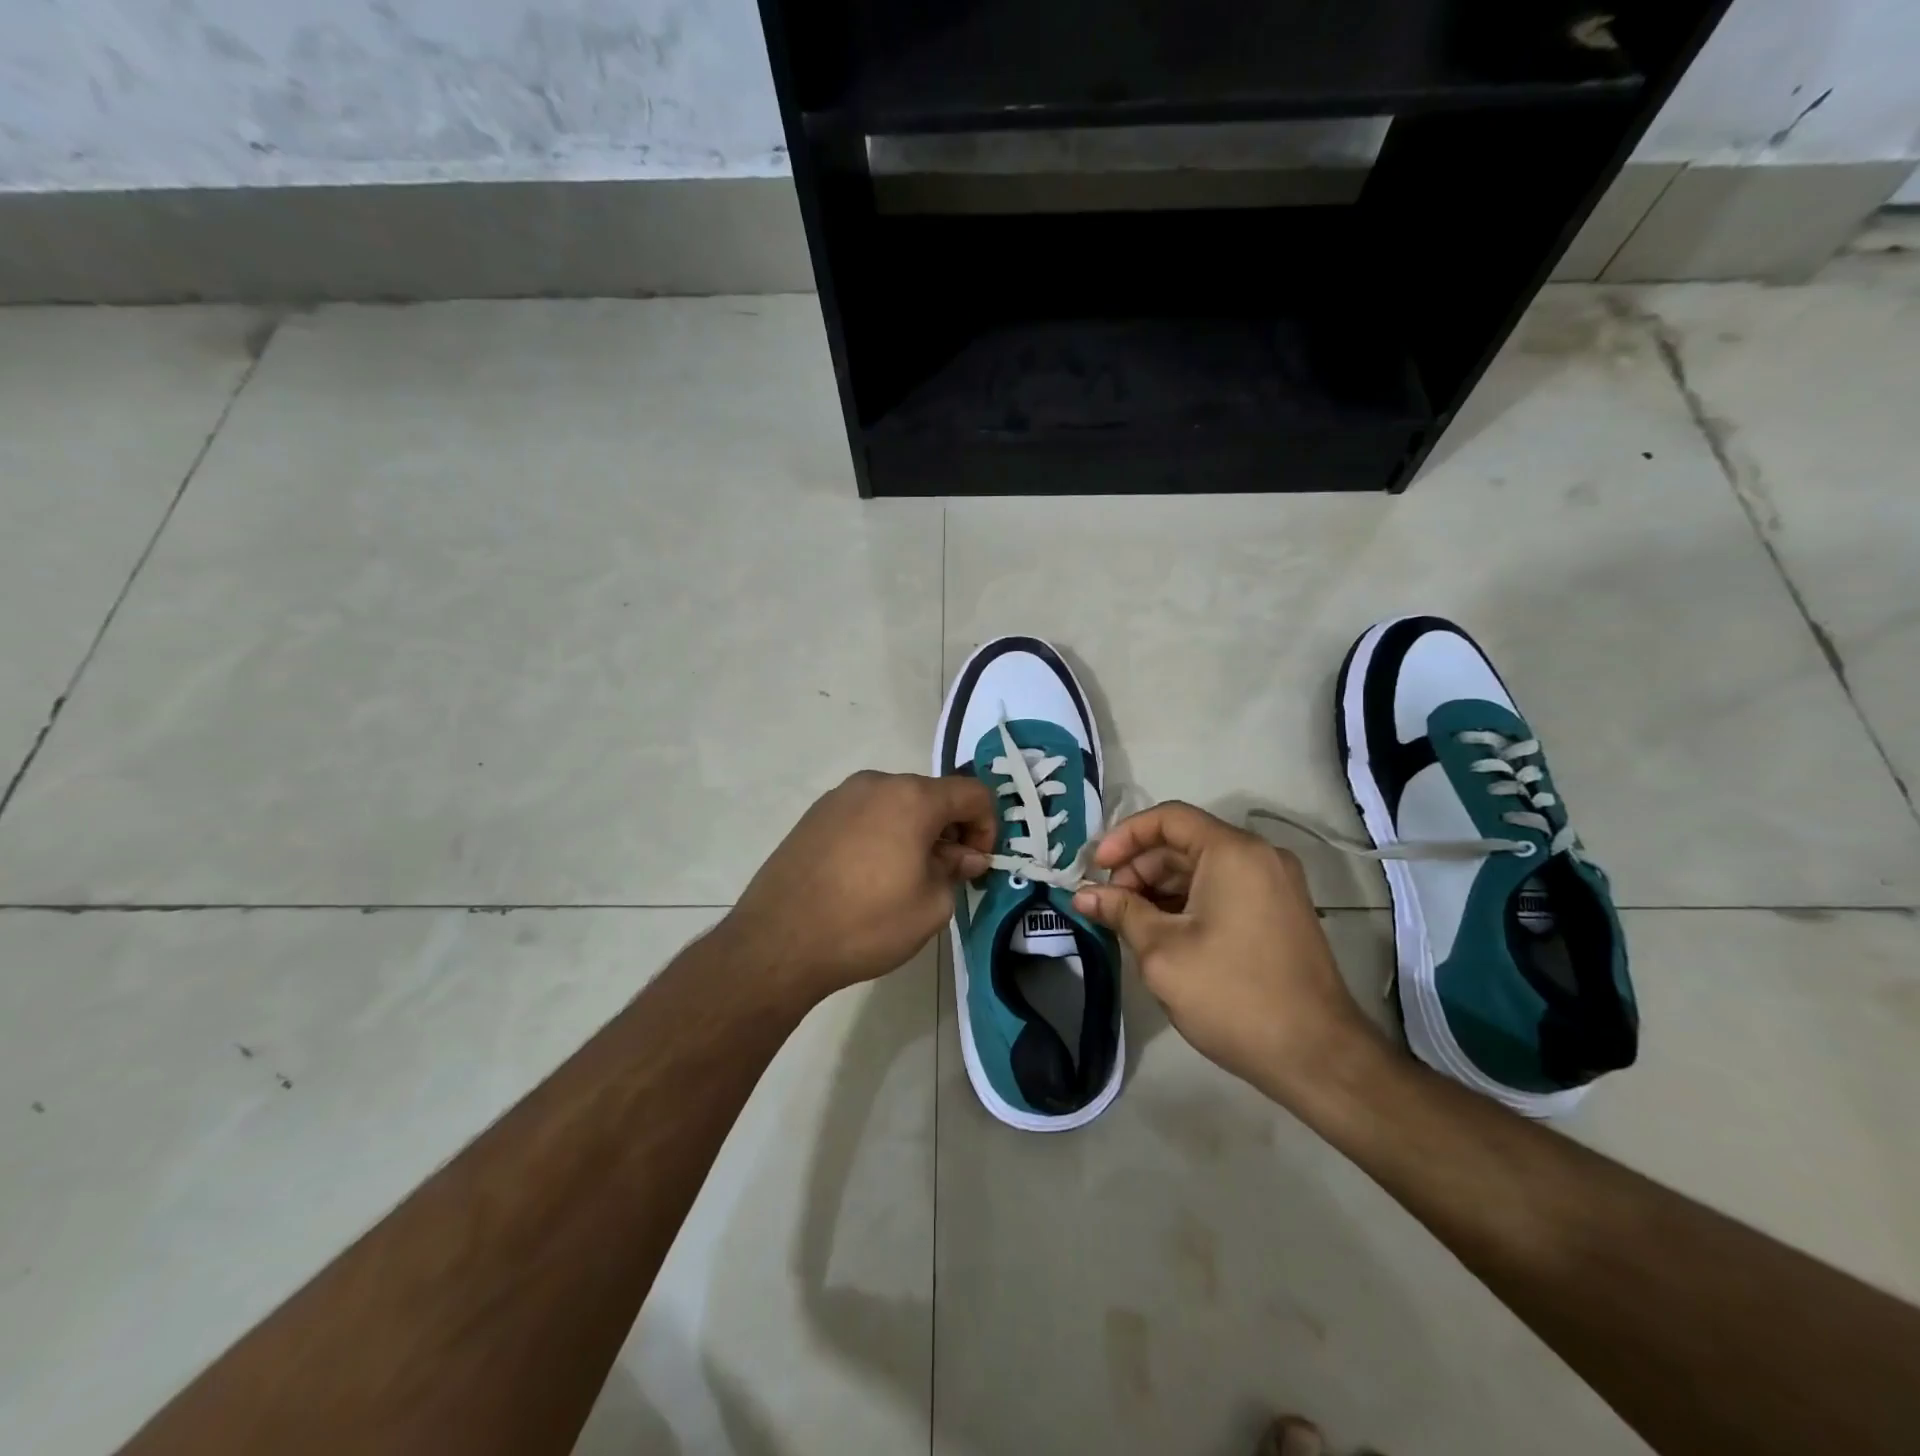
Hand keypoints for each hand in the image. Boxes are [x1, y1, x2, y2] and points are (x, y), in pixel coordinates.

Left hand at [724, 771, 996, 999]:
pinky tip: (869, 875)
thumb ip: (957, 870)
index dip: (988, 826)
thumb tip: (965, 856)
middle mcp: (876, 784)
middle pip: (932, 796)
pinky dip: (882, 834)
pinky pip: (866, 814)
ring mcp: (840, 796)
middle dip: (950, 829)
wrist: (778, 941)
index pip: (973, 794)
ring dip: (915, 831)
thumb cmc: (866, 923)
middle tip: (947, 873)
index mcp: (912, 797)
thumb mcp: (931, 906)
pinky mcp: (815, 814)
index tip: (979, 864)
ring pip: (897, 804)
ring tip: (906, 877)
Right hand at [1071, 802, 1383, 1104]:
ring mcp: (1274, 884)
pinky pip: (1223, 888)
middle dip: (1138, 867)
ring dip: (1160, 887)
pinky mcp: (1279, 911)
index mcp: (1233, 853)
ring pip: (1202, 867)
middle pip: (1184, 842)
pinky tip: (1161, 932)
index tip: (1095, 868)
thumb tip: (1083, 896)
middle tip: (1107, 904)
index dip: (1124, 836)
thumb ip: (1121, 912)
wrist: (1317, 1056)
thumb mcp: (1162, 952)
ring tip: (1127, 922)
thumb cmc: (1233, 995)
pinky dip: (1187, 901)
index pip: (1168, 818)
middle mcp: (1259, 856)